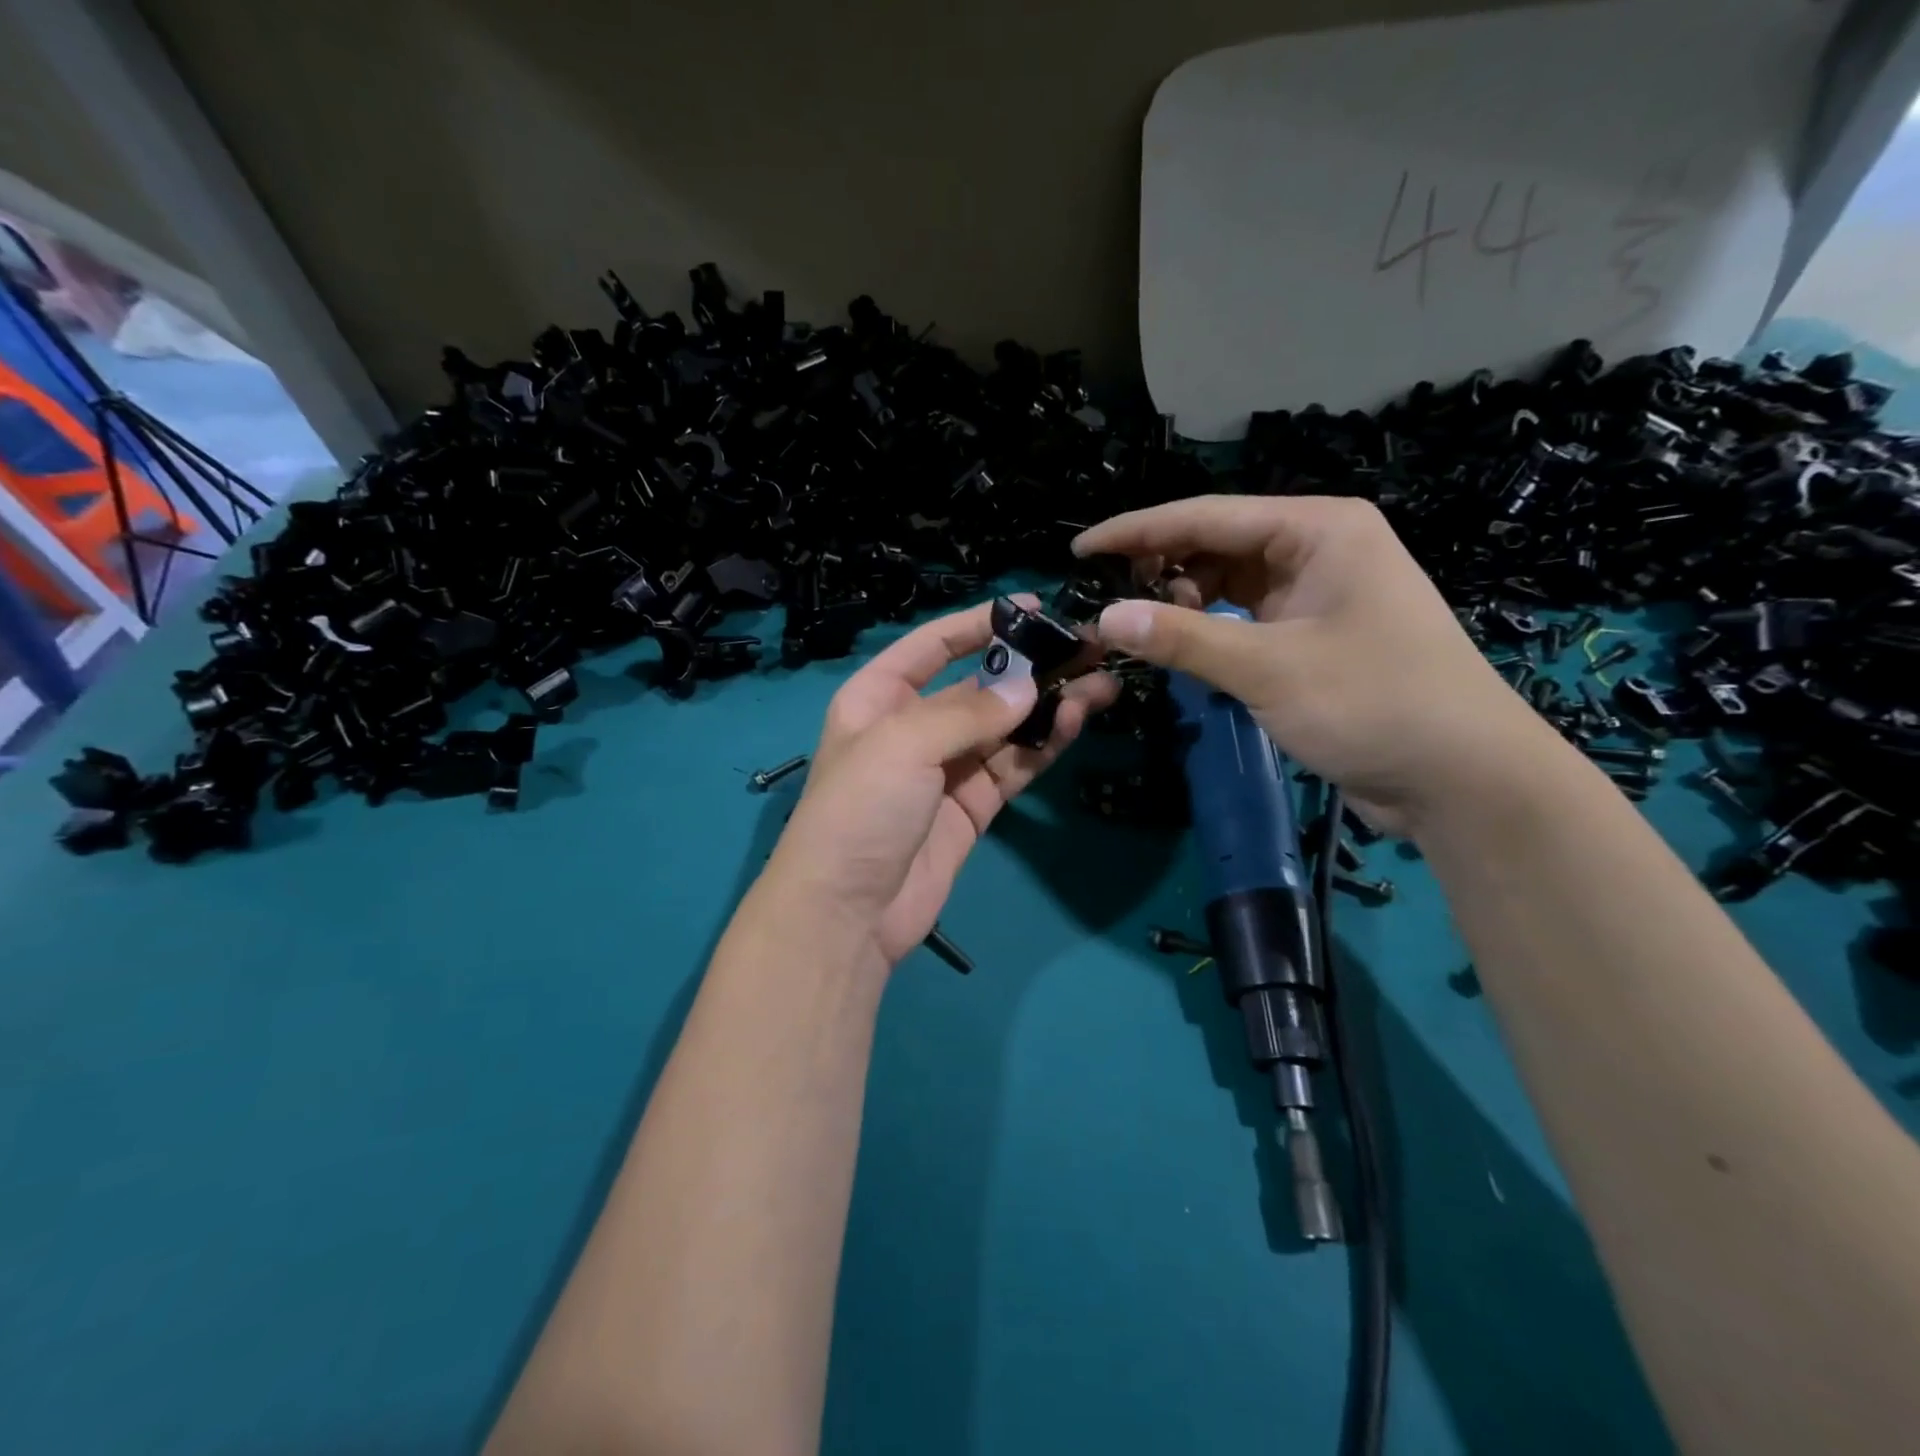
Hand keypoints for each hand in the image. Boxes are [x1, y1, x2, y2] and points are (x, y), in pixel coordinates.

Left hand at [756, 599, 1116, 965]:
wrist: (848, 913)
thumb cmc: (860, 810)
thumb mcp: (903, 745)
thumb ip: (968, 713)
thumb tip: (1027, 690)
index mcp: (878, 698)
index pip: (932, 645)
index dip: (979, 623)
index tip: (1033, 607)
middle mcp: (912, 728)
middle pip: (978, 688)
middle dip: (1030, 669)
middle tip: (1087, 651)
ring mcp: (944, 771)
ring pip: (1004, 729)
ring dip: (1048, 708)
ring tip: (1100, 686)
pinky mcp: (971, 809)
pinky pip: (1011, 767)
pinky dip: (1042, 747)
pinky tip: (1073, 723)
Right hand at [1074, 496, 1551, 834]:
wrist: (1462, 778)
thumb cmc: (1374, 704)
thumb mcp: (1268, 669)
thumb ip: (1183, 639)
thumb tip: (1104, 618)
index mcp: (1319, 529)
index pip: (1207, 516)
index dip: (1137, 531)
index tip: (1080, 548)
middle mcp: (1319, 548)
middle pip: (1218, 544)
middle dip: (1160, 568)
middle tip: (1104, 598)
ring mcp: (1319, 594)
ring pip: (1230, 582)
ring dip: (1184, 601)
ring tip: (1140, 627)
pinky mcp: (1315, 636)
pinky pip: (1246, 617)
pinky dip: (1210, 629)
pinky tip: (1181, 646)